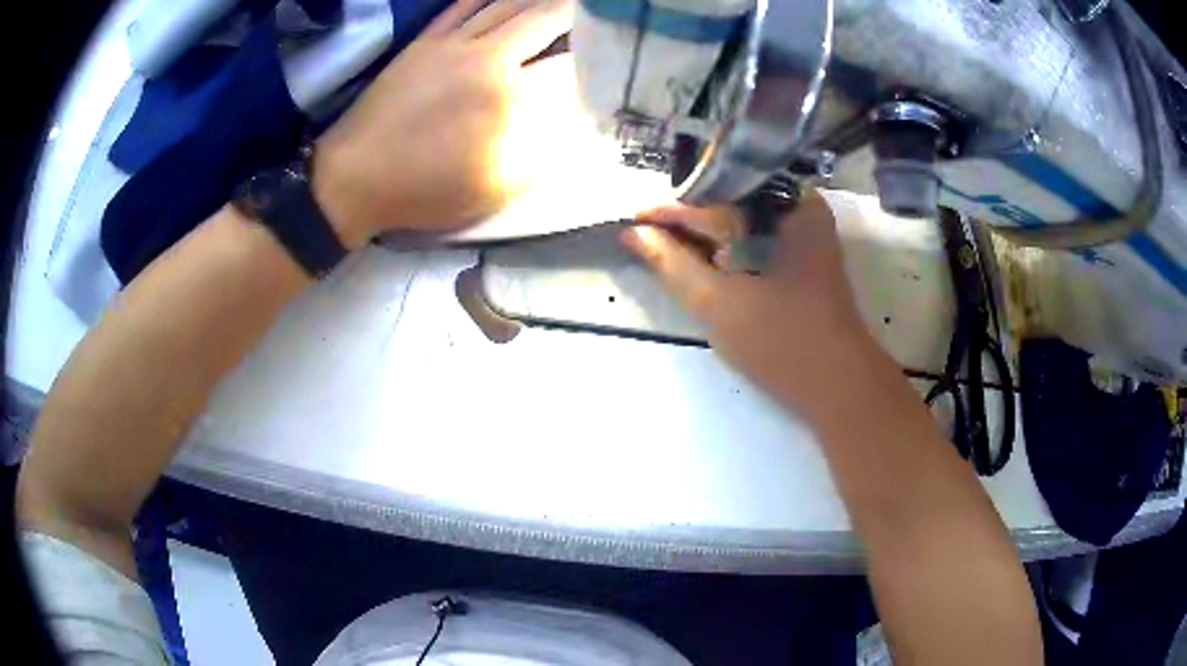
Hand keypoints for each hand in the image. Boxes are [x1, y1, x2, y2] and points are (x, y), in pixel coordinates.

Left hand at [313, 0, 572, 246]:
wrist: (354, 177)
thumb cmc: (425, 189)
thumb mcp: (496, 188)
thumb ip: (542, 153)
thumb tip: (574, 124)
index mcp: (506, 93)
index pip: (566, 62)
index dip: (594, 55)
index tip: (610, 55)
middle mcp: (485, 55)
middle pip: (541, 17)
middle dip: (574, 12)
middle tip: (594, 13)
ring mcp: (451, 42)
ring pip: (505, 3)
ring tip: (560, 2)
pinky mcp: (425, 41)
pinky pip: (462, 4)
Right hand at [622, 193, 887, 415]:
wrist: (839, 384)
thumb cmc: (781, 342)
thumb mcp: (716, 302)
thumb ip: (671, 263)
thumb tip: (633, 234)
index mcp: (787, 206)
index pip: (715, 198)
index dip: (669, 210)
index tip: (631, 219)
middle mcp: (801, 206)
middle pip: (731, 201)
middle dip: (688, 220)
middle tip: (645, 234)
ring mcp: (809, 228)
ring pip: (744, 219)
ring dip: (707, 233)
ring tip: (665, 245)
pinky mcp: (809, 251)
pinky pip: (760, 236)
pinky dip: (731, 246)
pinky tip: (704, 258)